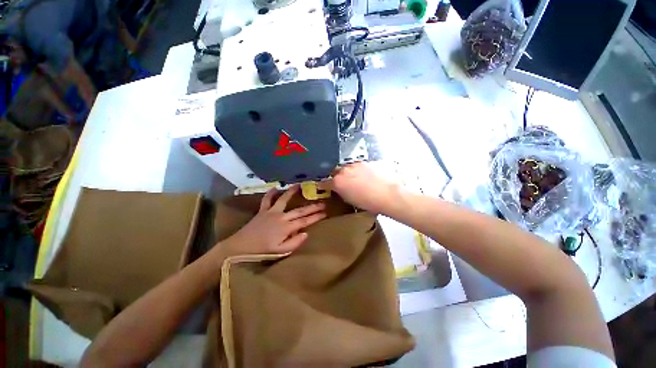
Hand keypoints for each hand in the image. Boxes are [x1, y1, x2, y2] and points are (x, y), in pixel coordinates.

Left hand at [222, 185, 325, 255]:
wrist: (240, 247)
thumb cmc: (261, 251)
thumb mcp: (280, 252)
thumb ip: (294, 243)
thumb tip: (306, 233)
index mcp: (286, 228)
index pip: (305, 221)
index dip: (316, 216)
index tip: (325, 212)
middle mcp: (281, 217)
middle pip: (300, 211)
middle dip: (312, 206)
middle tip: (322, 202)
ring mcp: (271, 212)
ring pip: (284, 199)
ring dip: (292, 192)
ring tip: (300, 185)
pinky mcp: (262, 211)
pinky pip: (266, 200)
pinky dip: (270, 193)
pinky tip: (275, 188)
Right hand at [326, 162, 400, 213]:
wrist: (389, 194)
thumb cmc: (369, 203)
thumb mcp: (351, 200)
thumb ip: (342, 192)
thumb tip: (340, 189)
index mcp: (338, 182)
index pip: (325, 182)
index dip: (323, 184)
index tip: (322, 186)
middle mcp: (345, 170)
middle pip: (336, 171)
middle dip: (337, 176)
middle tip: (342, 182)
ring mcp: (356, 164)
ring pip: (348, 167)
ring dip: (349, 172)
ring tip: (356, 179)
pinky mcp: (367, 161)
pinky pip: (359, 165)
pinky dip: (360, 170)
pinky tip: (367, 176)